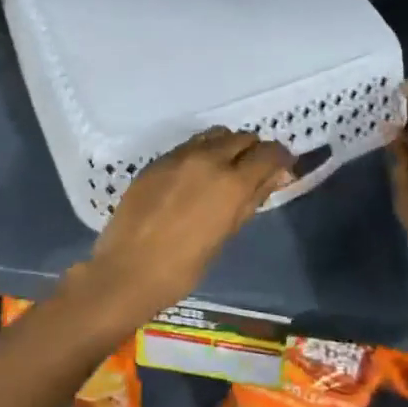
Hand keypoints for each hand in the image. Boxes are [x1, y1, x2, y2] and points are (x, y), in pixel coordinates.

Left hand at [77, 128, 294, 323]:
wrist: (126, 271)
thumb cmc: (183, 267)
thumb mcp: (227, 234)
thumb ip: (252, 198)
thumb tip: (276, 176)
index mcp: (231, 183)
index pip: (268, 153)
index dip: (280, 158)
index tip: (281, 169)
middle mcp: (207, 159)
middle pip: (242, 137)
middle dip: (253, 151)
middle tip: (252, 173)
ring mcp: (178, 156)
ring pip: (215, 135)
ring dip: (227, 147)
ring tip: (223, 171)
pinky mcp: (157, 161)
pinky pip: (189, 146)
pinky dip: (201, 153)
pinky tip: (194, 178)